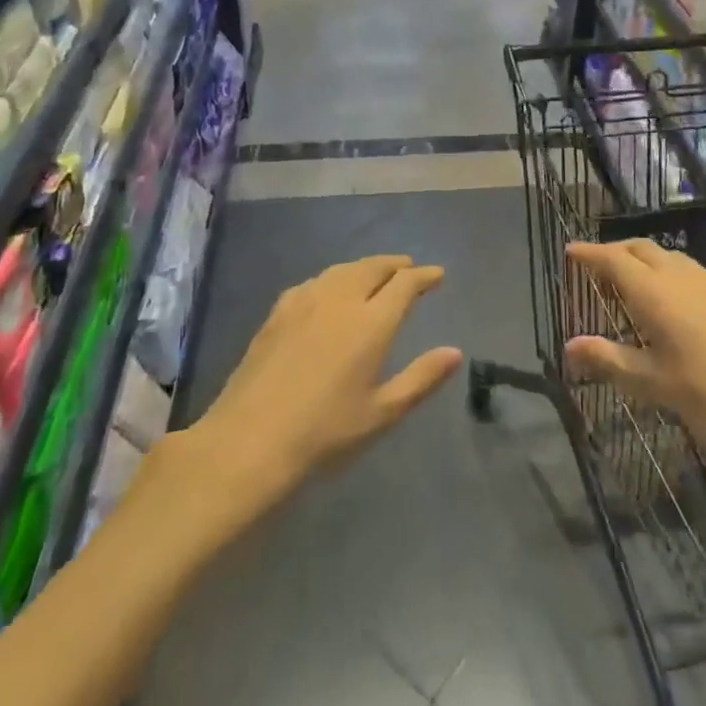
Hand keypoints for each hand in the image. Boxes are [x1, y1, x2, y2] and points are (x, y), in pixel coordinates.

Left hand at [190, 256, 462, 501]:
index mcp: (371, 323)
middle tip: (409, 268)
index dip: (423, 276)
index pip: (404, 284)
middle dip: (395, 264)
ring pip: (342, 270)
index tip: (437, 275)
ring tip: (375, 274)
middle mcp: (340, 301)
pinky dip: (334, 278)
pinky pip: (315, 281)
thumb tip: (455, 352)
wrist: (250, 440)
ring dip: (365, 267)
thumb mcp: (382, 412)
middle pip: (373, 268)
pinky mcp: (278, 312)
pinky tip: (329, 290)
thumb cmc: (324, 432)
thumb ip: (421, 378)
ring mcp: (305, 302)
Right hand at [564, 239, 705, 449]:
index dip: (588, 252)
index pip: (611, 259)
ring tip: (633, 283)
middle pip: (638, 247)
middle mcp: (677, 273)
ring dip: (643, 260)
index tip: (570, 250)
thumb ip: (608, 359)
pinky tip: (674, 300)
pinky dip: (668, 272)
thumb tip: (570, 346)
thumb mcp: (650, 380)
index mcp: (651, 290)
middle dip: (614, 251)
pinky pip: (688, 268)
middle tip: (598, 268)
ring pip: (666, 255)